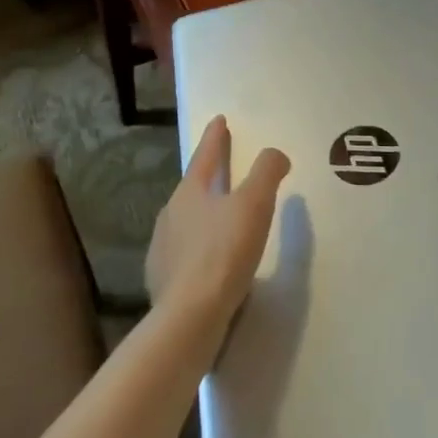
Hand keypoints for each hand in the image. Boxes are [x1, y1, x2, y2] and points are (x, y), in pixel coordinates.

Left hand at [146, 116, 290, 326]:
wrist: (188, 318)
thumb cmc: (223, 253)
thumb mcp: (254, 205)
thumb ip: (266, 173)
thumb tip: (275, 153)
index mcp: (190, 191)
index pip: (205, 155)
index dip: (215, 136)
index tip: (219, 119)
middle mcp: (170, 214)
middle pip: (192, 187)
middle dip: (208, 176)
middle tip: (224, 169)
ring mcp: (162, 249)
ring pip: (186, 221)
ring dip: (202, 214)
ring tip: (220, 218)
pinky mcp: (162, 281)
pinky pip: (184, 254)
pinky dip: (198, 249)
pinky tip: (210, 261)